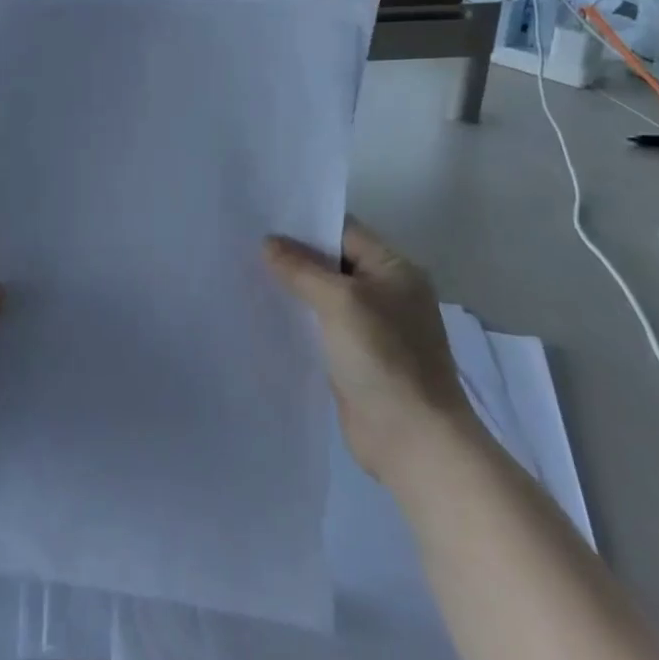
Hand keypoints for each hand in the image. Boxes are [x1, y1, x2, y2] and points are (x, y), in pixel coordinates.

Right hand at [265, 219, 479, 483]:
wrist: (414, 441)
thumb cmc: (383, 358)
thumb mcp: (340, 301)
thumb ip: (302, 268)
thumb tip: (269, 243)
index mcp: (394, 269)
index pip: (344, 230)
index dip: (305, 223)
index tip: (262, 218)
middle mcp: (386, 292)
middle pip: (333, 262)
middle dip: (293, 255)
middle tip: (245, 244)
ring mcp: (372, 328)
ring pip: (324, 296)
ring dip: (292, 288)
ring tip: (245, 274)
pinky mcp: (356, 358)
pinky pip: (321, 327)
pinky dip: (298, 319)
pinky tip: (264, 314)